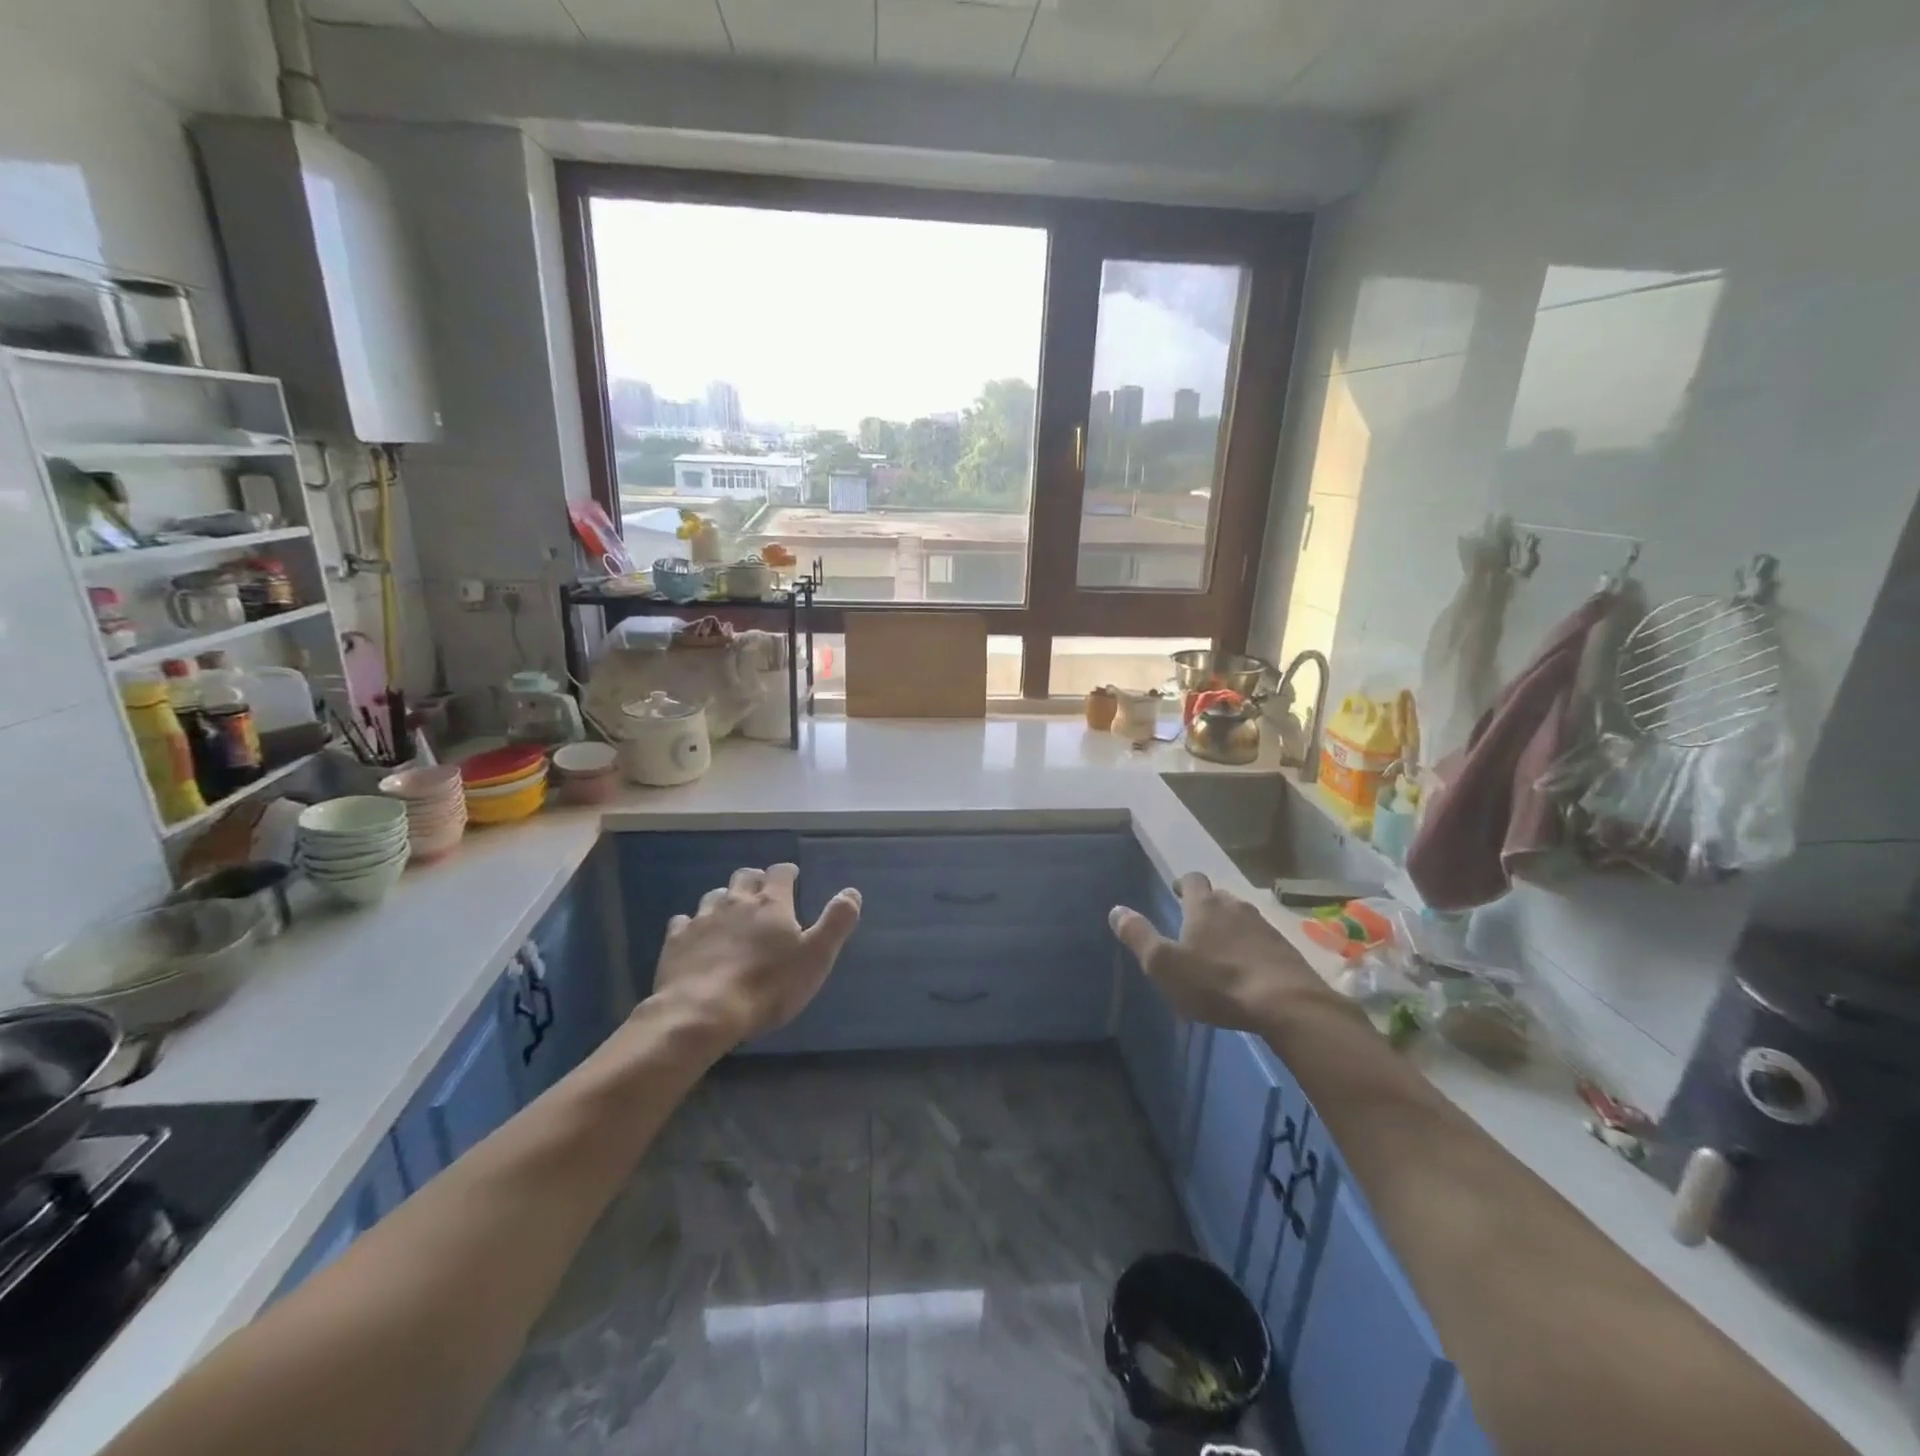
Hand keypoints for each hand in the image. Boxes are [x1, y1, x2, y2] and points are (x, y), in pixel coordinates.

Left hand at [650, 863, 861, 1045]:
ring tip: (731, 913)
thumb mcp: (816, 957)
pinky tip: (695, 936)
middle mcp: (736, 902)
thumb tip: (852, 892)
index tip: (793, 876)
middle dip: (755, 879)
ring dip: (725, 899)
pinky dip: (692, 924)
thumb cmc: (768, 986)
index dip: (788, 872)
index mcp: (771, 904)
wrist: (702, 1013)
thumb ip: (836, 922)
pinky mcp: (676, 941)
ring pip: (713, 896)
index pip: (780, 873)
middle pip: (744, 877)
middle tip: (763, 891)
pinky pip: (683, 922)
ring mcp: (702, 919)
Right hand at [1109, 872, 1342, 1031]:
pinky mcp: (1286, 951)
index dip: (1183, 884)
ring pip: (1242, 919)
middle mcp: (1236, 907)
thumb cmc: (1216, 982)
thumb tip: (1116, 910)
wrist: (1286, 1005)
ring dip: (1230, 930)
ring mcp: (1265, 927)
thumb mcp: (1164, 964)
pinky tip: (1247, 973)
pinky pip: (1262, 942)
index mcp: (1204, 906)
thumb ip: (1139, 936)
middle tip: (1194, 928)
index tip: (1177, 893)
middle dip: (1206, 908)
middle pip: (1219, 898)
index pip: (1193, 879)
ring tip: (1219, 953)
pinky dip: (1251, 951)